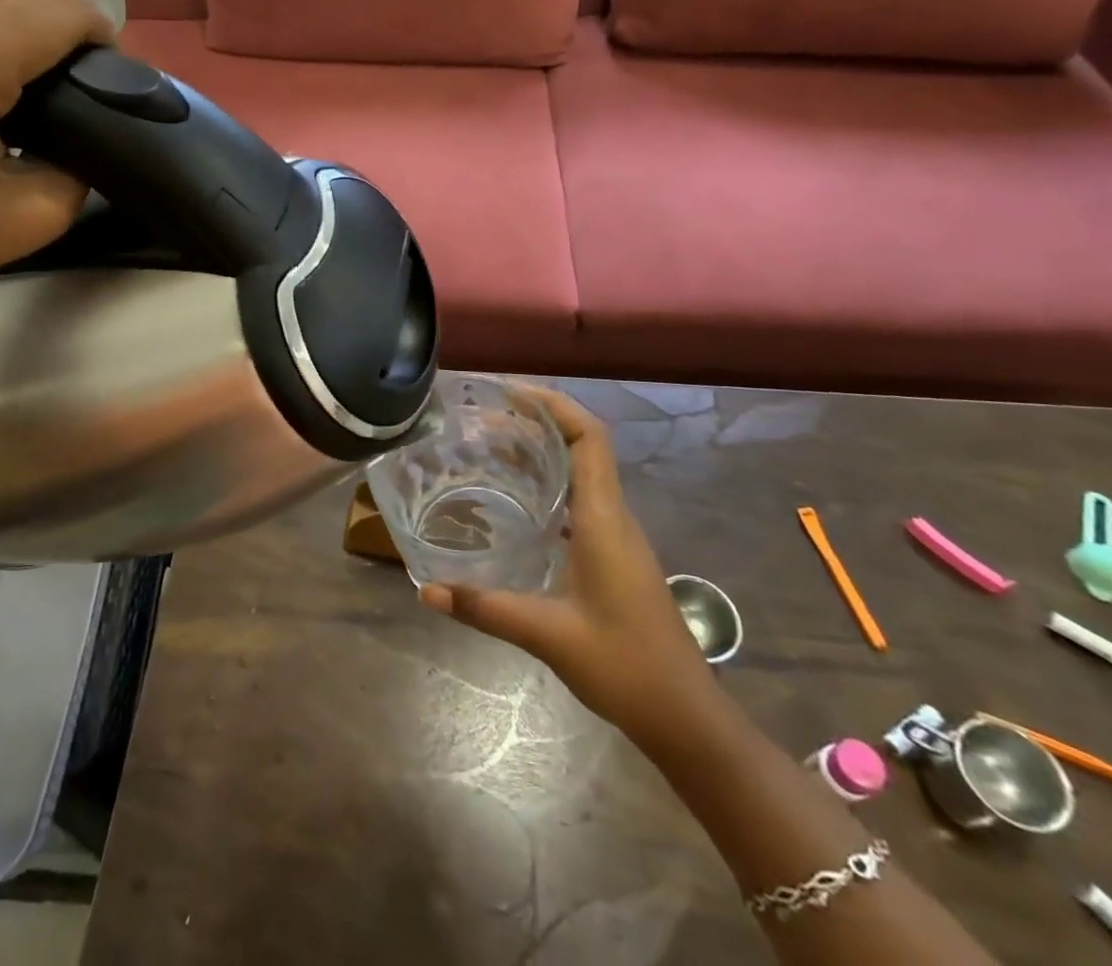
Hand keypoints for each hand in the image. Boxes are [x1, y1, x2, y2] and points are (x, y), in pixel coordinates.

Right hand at [419, 387, 720, 747]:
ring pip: (581, 471)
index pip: (589, 437)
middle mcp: (613, 515)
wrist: (686, 717)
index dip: (554, 404)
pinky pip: (579, 498)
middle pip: (582, 445)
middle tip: (483, 417)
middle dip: (536, 421)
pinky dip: (547, 483)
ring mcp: (616, 535)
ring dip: (541, 451)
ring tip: (490, 446)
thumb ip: (485, 608)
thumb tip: (426, 591)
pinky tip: (515, 500)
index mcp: (604, 518)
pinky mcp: (613, 554)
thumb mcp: (547, 634)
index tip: (509, 393)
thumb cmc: (625, 666)